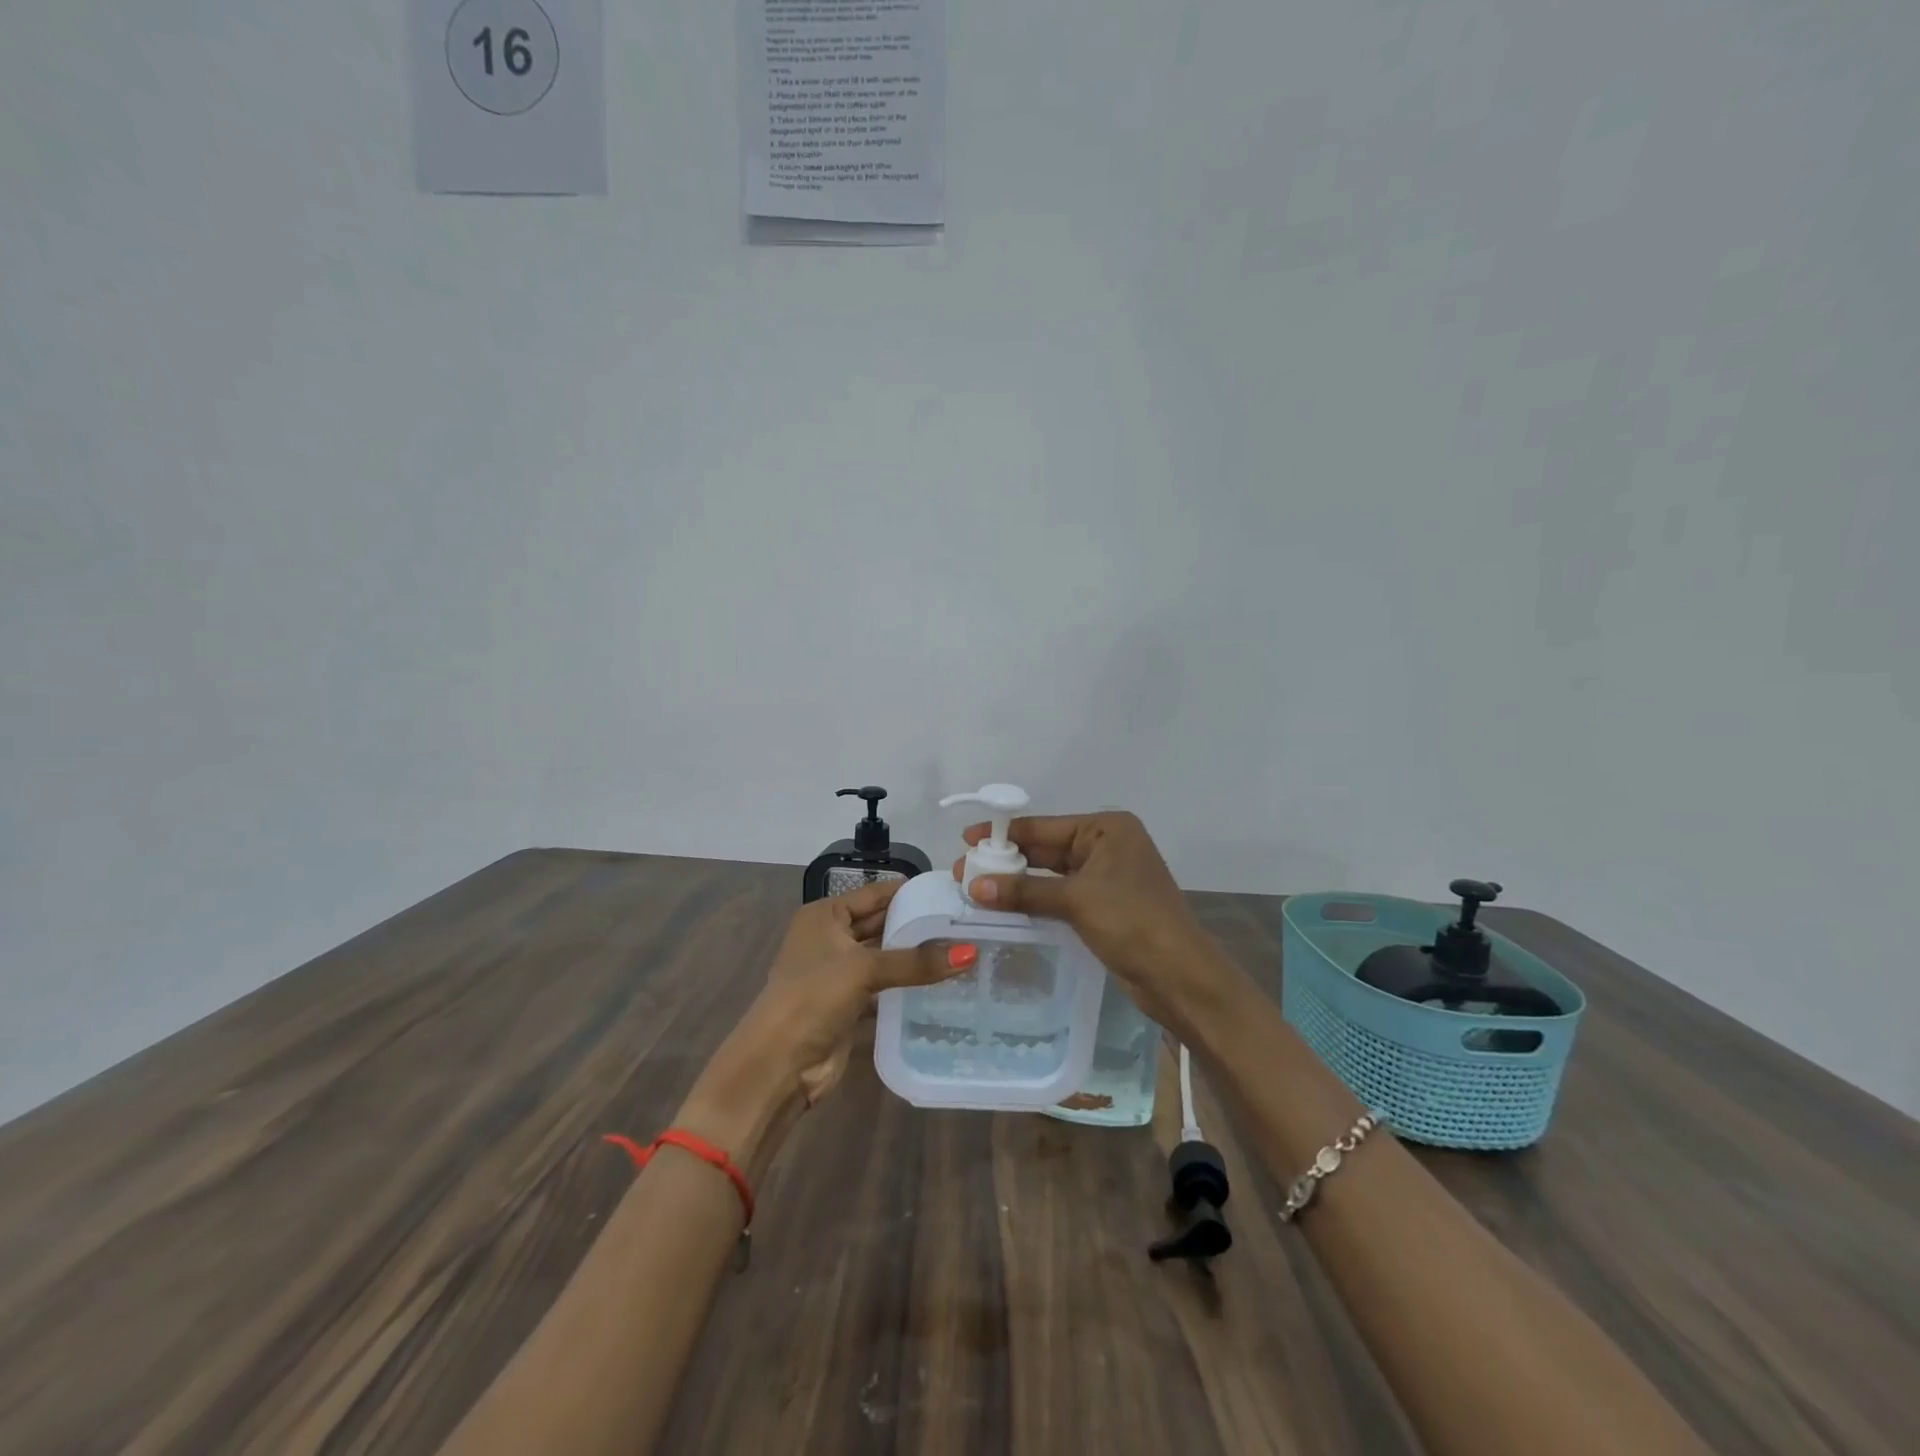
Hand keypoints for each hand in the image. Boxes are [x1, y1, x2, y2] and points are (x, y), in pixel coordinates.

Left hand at [677, 878, 973, 1169]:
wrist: (778, 1065)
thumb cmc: (813, 998)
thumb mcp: (863, 970)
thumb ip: (915, 962)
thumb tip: (970, 953)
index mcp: (825, 915)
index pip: (875, 894)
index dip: (910, 892)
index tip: (952, 892)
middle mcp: (830, 938)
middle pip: (881, 925)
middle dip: (917, 926)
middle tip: (965, 923)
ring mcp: (838, 973)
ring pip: (884, 958)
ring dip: (914, 958)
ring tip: (963, 950)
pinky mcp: (848, 1005)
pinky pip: (884, 987)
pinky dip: (907, 986)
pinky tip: (942, 984)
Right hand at [952, 811, 1237, 1037]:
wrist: (1181, 977)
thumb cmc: (1133, 922)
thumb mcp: (1076, 900)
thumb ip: (1024, 890)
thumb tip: (973, 885)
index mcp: (1107, 829)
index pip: (1044, 825)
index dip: (1004, 833)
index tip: (966, 839)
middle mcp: (1107, 845)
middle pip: (1046, 848)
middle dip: (1007, 860)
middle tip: (964, 871)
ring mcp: (1107, 877)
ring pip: (1051, 874)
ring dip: (1018, 882)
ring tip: (976, 889)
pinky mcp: (1104, 906)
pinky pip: (1060, 895)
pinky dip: (1035, 899)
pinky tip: (1006, 906)